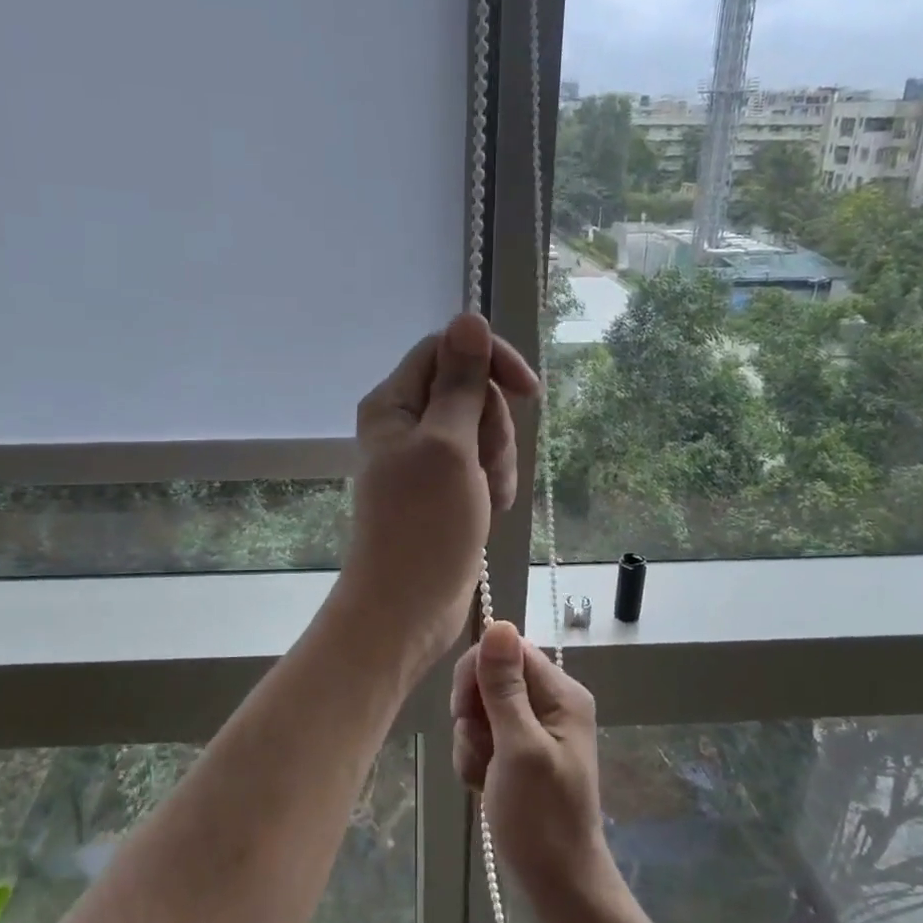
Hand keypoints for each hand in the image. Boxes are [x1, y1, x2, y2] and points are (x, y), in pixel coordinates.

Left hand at [339, 314, 538, 670]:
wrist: (408, 606)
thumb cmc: (423, 524)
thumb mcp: (448, 444)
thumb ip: (460, 380)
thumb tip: (469, 316)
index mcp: (394, 402)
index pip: (448, 349)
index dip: (490, 361)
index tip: (528, 391)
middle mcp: (407, 422)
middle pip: (472, 391)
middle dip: (493, 428)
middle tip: (484, 466)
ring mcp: (427, 457)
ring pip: (484, 430)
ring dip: (497, 461)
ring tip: (486, 498)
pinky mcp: (445, 487)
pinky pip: (483, 464)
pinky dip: (493, 484)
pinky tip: (488, 512)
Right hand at [452, 621, 618, 910]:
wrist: (557, 885)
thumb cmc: (541, 818)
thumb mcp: (519, 747)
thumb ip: (505, 687)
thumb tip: (499, 624)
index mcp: (561, 694)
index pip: (509, 650)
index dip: (478, 673)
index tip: (465, 711)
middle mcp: (551, 703)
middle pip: (492, 678)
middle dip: (473, 713)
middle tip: (479, 748)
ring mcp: (534, 729)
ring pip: (481, 709)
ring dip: (471, 741)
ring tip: (484, 774)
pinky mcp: (519, 752)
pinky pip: (483, 735)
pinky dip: (475, 757)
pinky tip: (483, 784)